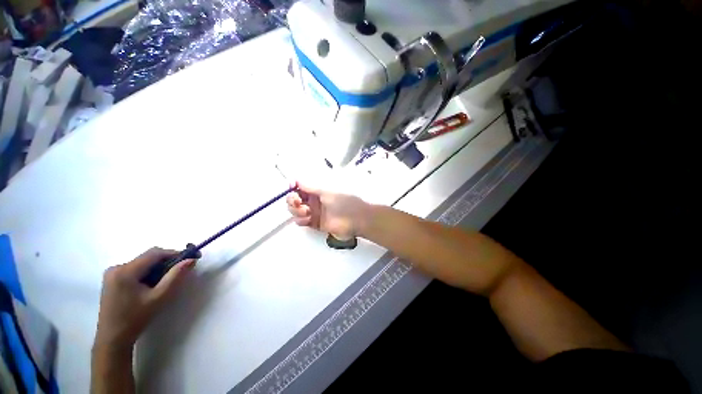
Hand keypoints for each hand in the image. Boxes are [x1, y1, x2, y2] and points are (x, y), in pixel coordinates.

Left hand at [94, 247, 195, 351]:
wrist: (112, 339)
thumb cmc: (135, 319)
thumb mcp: (159, 298)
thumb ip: (175, 276)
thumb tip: (191, 260)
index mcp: (126, 270)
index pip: (155, 253)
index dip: (175, 253)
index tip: (191, 258)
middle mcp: (117, 267)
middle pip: (148, 257)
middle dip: (167, 262)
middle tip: (181, 271)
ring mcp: (112, 273)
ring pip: (143, 263)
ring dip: (157, 269)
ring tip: (166, 281)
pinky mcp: (112, 279)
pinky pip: (135, 269)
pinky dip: (148, 273)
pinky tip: (152, 286)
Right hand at [287, 184, 370, 239]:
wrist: (356, 219)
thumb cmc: (343, 201)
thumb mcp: (327, 191)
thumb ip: (311, 187)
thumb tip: (297, 179)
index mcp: (317, 190)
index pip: (300, 187)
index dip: (293, 186)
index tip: (290, 187)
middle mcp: (314, 200)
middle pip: (294, 199)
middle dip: (292, 200)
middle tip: (297, 202)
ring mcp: (314, 212)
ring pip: (295, 210)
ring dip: (296, 210)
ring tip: (306, 212)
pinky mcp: (315, 223)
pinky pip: (301, 221)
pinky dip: (301, 220)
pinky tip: (307, 219)